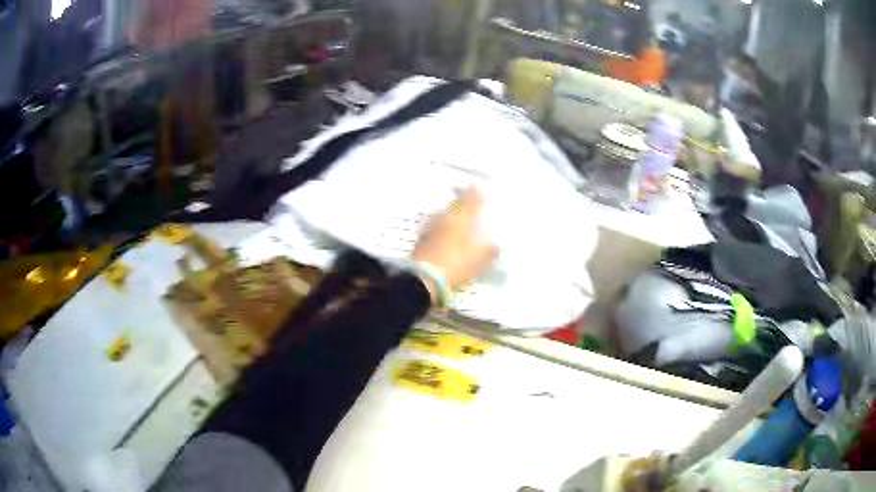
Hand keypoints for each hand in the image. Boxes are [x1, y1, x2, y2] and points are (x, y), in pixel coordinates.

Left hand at [412, 187, 497, 292]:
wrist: (425, 279)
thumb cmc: (457, 265)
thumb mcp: (479, 260)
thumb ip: (489, 251)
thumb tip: (496, 246)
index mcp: (462, 220)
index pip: (471, 202)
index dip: (475, 194)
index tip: (475, 185)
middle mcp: (446, 219)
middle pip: (454, 205)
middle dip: (460, 200)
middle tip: (464, 195)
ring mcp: (431, 229)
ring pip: (441, 215)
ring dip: (448, 213)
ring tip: (452, 214)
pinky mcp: (420, 241)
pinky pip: (432, 228)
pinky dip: (438, 228)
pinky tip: (439, 232)